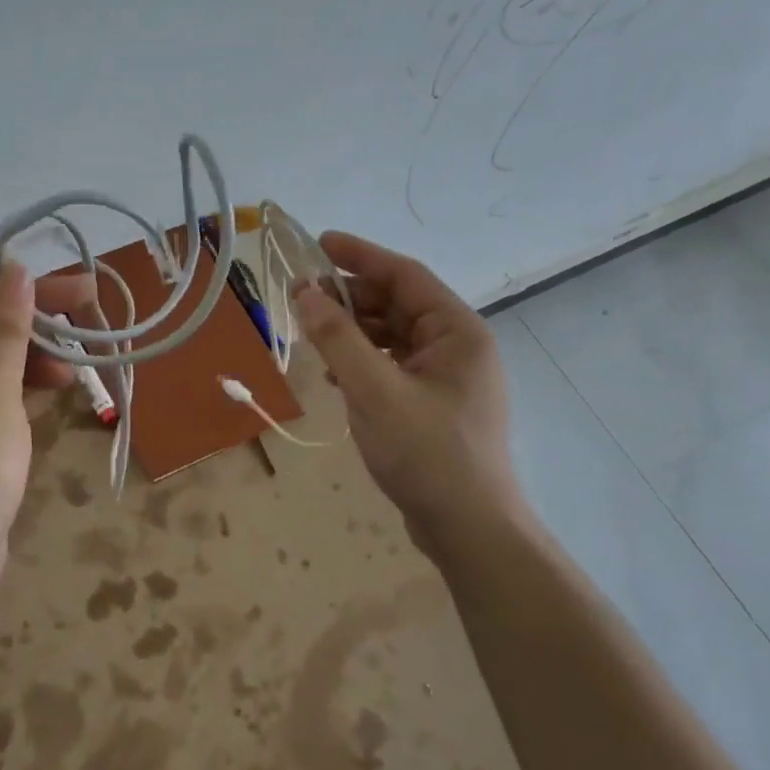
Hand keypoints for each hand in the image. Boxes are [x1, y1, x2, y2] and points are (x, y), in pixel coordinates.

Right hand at [292, 231, 527, 552]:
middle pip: (399, 305)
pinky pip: (395, 366)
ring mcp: (448, 378)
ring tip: (313, 336)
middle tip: (303, 298)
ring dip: (354, 332)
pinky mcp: (434, 405)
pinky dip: (364, 362)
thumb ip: (338, 339)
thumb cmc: (426, 452)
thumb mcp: (374, 391)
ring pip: (394, 337)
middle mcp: (458, 347)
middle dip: (351, 298)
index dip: (360, 256)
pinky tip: (336, 374)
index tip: (318, 243)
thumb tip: (305, 292)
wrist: (466, 525)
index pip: (405, 276)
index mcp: (458, 332)